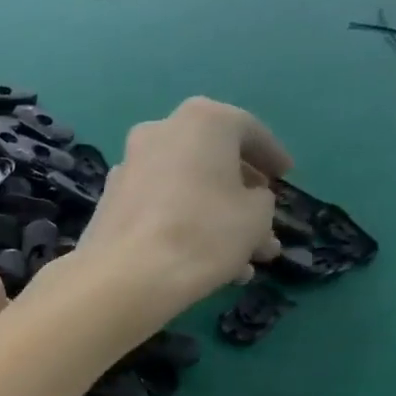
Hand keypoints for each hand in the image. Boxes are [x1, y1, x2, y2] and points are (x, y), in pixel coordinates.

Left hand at [76, 97, 292, 302]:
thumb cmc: (203, 232)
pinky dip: (183, 227)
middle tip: (264, 221)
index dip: (271, 157)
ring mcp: (128, 167)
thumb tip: (246, 199)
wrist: (126, 274)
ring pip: (185, 190)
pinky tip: (209, 266)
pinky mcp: (111, 201)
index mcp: (200, 120)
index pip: (247, 131)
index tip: (285, 177)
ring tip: (246, 261)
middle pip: (212, 162)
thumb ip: (259, 199)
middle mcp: (158, 133)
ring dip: (216, 221)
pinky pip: (159, 207)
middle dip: (241, 196)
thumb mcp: (257, 215)